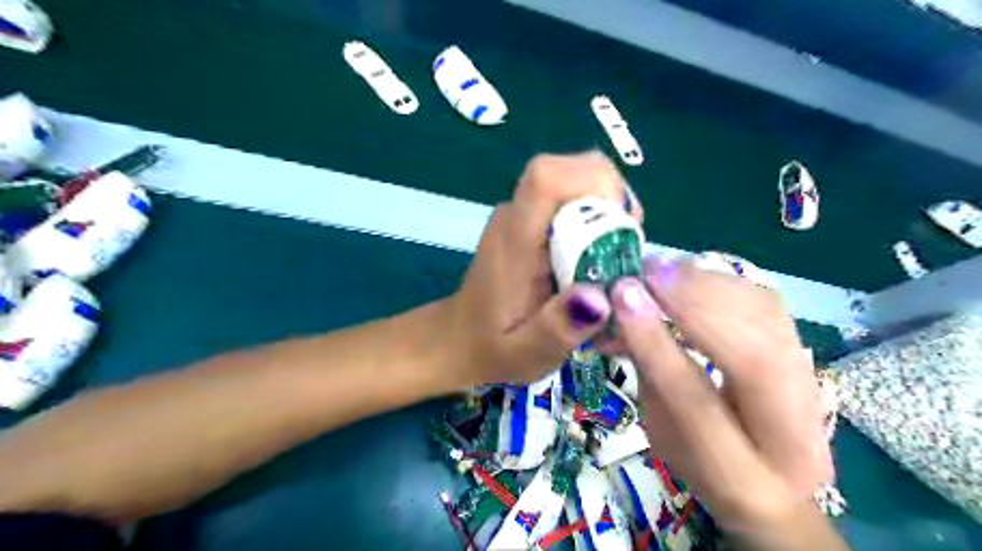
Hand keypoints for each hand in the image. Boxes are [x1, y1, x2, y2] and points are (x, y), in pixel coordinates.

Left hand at [448, 151, 644, 382]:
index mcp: (514, 240)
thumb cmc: (493, 347)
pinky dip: (594, 216)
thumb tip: (601, 297)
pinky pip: (569, 199)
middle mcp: (514, 215)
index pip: (547, 177)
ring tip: (614, 256)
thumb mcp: (526, 353)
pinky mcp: (526, 220)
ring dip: (607, 208)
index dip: (595, 183)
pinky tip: (596, 256)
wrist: (459, 337)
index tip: (625, 224)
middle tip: (627, 247)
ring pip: (574, 181)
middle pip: (570, 170)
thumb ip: (558, 329)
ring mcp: (518, 214)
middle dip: (612, 198)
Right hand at [611, 259, 830, 515]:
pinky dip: (723, 283)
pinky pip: (768, 305)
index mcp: (745, 481)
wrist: (773, 479)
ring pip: (770, 322)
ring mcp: (813, 392)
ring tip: (664, 269)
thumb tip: (628, 303)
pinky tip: (690, 275)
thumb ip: (650, 371)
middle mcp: (796, 439)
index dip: (658, 346)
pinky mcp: (807, 354)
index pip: (698, 405)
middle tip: (647, 273)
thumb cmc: (703, 463)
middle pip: (754, 358)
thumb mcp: (662, 431)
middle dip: (694, 304)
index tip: (624, 298)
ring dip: (709, 285)